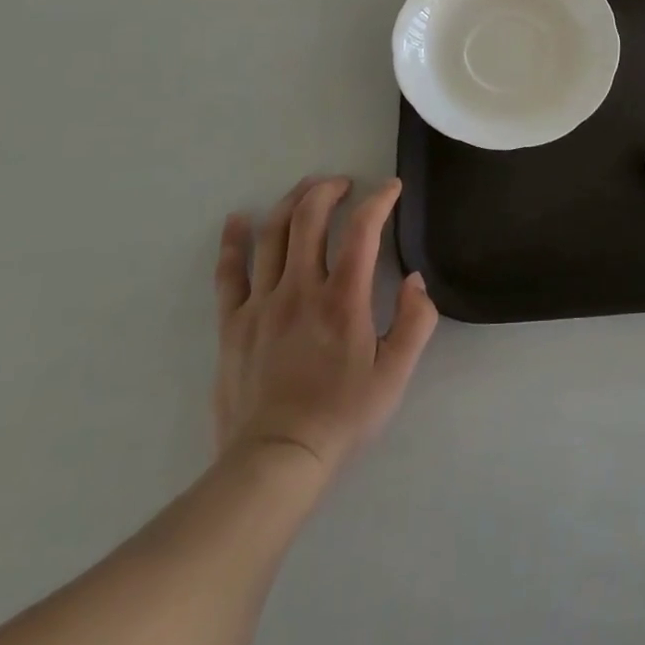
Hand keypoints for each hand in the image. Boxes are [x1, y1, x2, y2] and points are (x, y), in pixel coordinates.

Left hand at [213, 176, 437, 473]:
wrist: (275, 461)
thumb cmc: (342, 416)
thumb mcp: (395, 374)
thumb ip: (415, 322)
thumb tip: (416, 280)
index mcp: (343, 299)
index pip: (362, 230)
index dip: (379, 200)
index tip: (391, 188)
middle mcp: (299, 289)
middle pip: (309, 219)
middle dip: (328, 190)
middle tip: (343, 184)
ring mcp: (261, 304)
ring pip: (272, 235)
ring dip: (290, 203)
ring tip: (306, 189)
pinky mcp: (232, 324)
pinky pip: (229, 274)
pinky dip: (232, 242)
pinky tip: (237, 220)